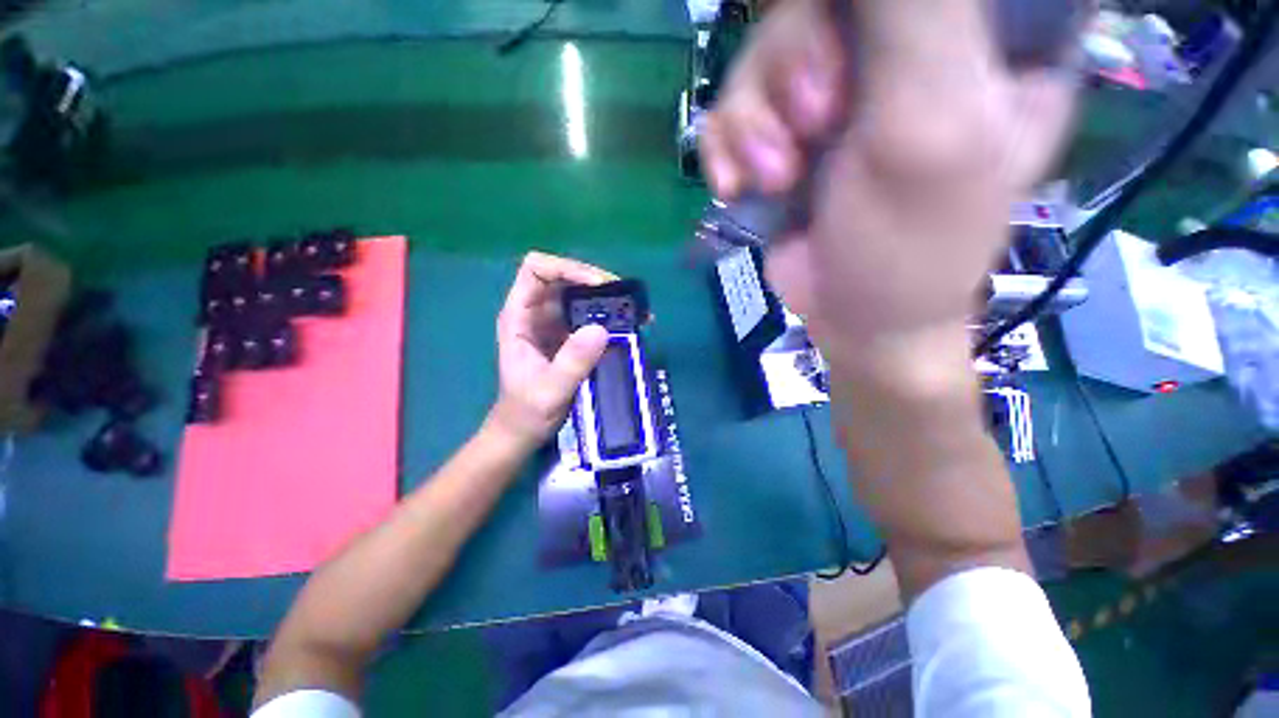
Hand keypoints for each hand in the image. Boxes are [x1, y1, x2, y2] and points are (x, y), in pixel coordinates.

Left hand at [489, 252, 614, 449]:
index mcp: (520, 316)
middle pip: (564, 277)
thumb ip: (572, 362)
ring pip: (580, 294)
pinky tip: (632, 325)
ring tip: (635, 310)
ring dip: (607, 298)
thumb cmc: (527, 412)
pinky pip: (590, 315)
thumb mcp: (550, 390)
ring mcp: (553, 323)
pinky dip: (610, 316)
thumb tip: (601, 329)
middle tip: (626, 298)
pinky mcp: (568, 336)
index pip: (536, 270)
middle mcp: (536, 313)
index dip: (566, 269)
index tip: (598, 286)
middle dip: (595, 281)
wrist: (524, 431)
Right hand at [702, 0, 1077, 367]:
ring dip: (753, 125)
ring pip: (759, 59)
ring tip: (775, 179)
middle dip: (791, 69)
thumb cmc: (910, 245)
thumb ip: (913, 17)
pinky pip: (729, 113)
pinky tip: (736, 187)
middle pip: (811, 9)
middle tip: (810, 129)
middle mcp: (897, 52)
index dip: (848, 14)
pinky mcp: (780, 140)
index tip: (841, 75)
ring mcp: (830, 96)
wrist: (855, 321)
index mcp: (971, 35)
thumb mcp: (932, 126)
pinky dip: (725, 149)